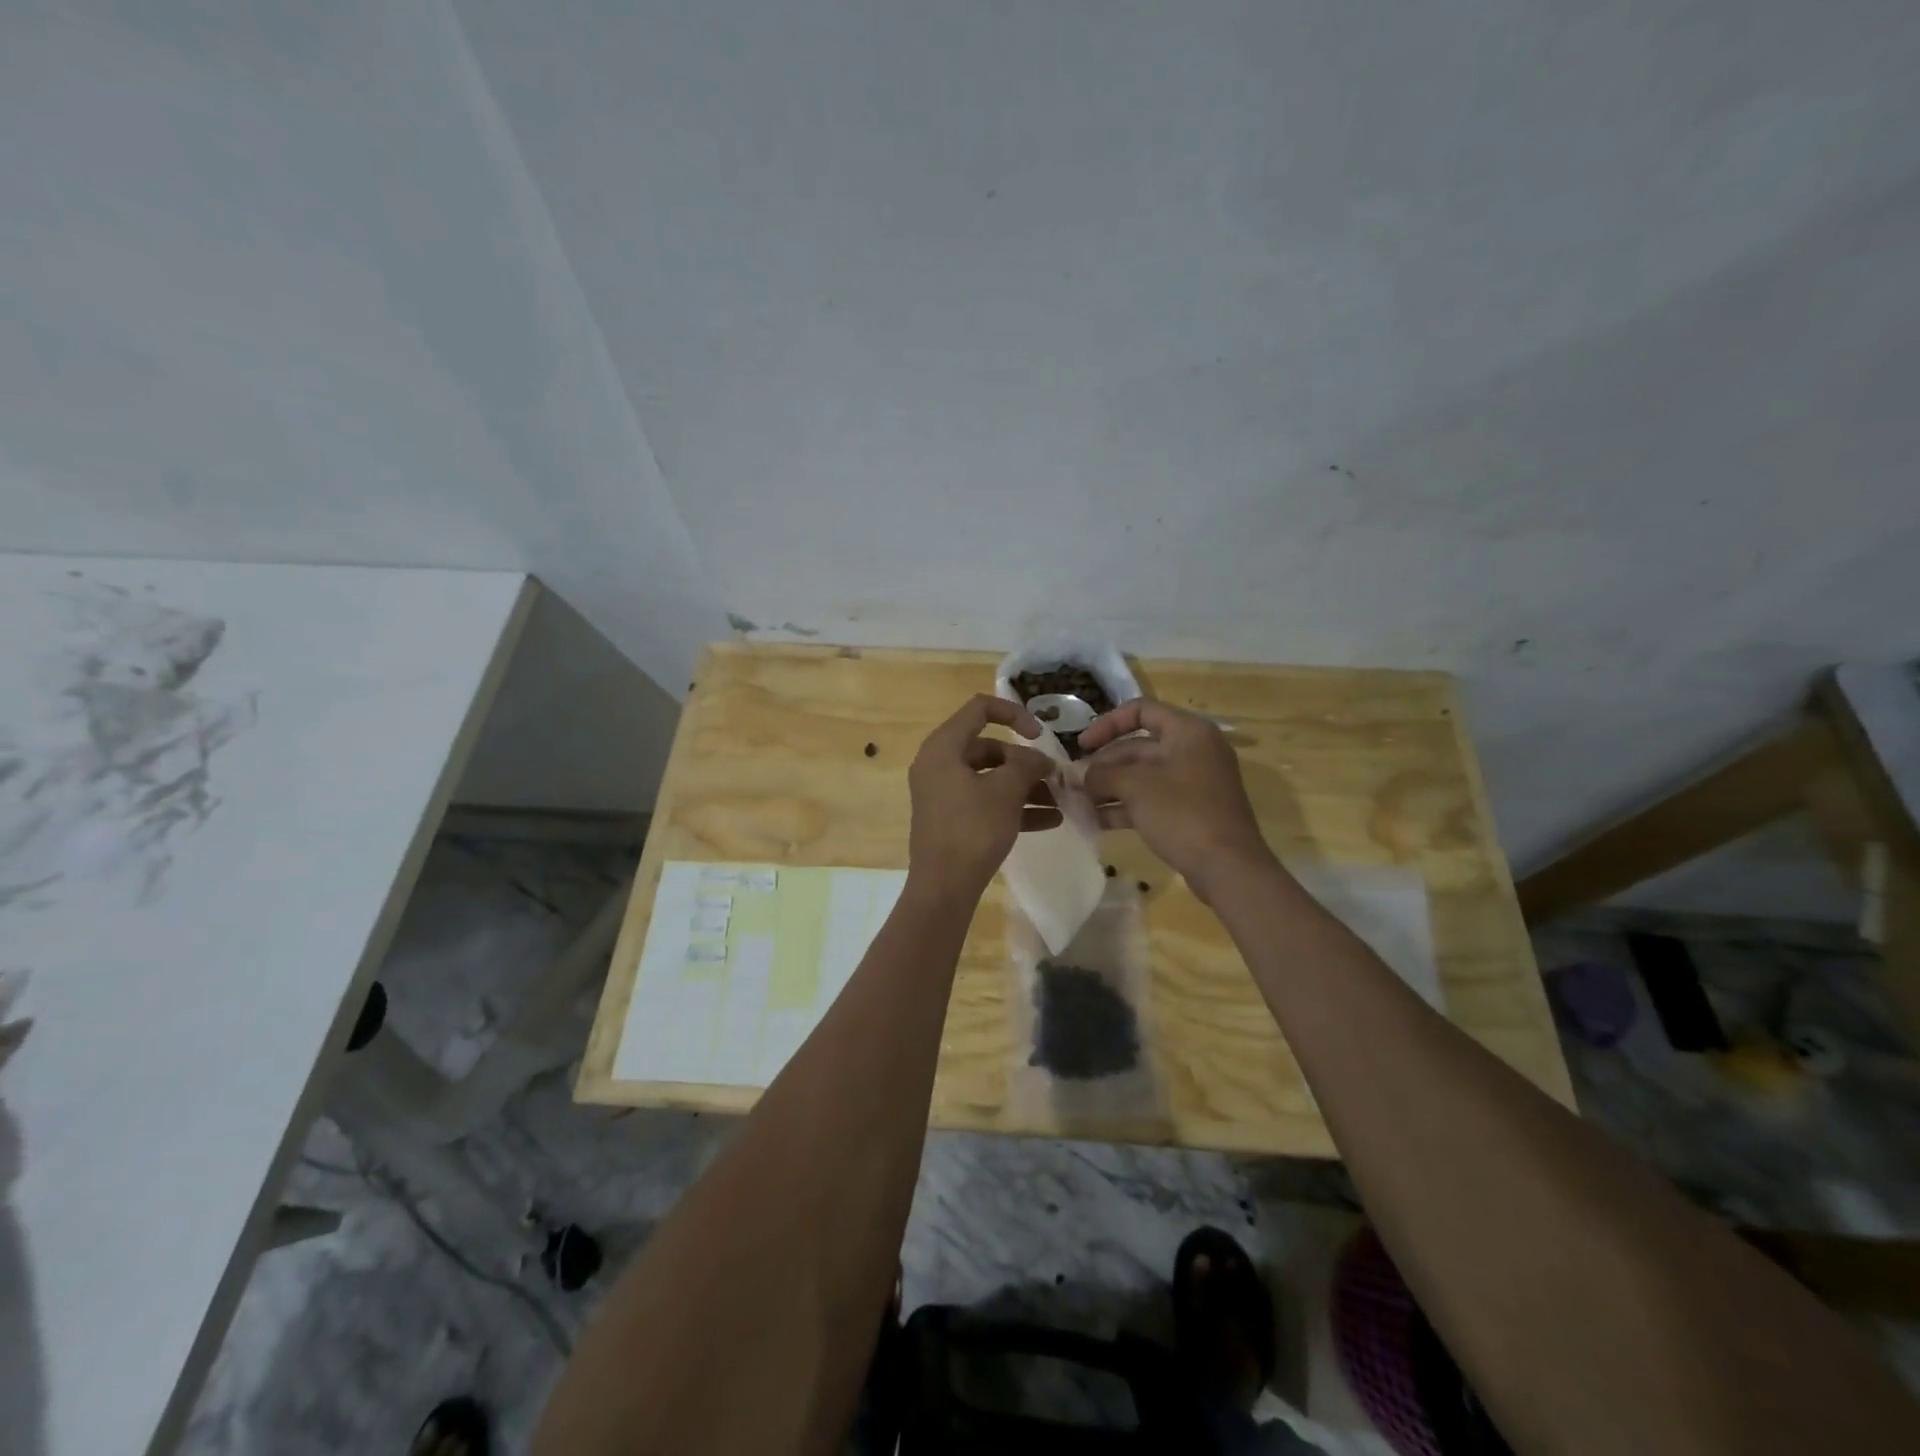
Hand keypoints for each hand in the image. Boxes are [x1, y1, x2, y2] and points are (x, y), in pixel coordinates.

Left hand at [907, 695, 1060, 898]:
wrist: (944, 887)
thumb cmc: (972, 829)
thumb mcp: (1006, 791)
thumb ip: (1027, 765)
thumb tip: (1040, 759)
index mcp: (944, 747)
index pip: (980, 709)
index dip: (1014, 714)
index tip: (1040, 736)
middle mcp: (939, 764)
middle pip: (989, 748)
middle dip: (1025, 762)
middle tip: (1054, 778)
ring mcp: (943, 793)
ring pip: (990, 778)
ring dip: (1025, 787)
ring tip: (1058, 802)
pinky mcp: (951, 819)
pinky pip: (985, 802)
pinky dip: (1013, 807)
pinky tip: (1049, 821)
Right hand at [1079, 698, 1275, 898]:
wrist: (1228, 867)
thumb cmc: (1181, 813)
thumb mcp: (1134, 787)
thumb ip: (1101, 774)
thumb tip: (1080, 776)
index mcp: (1188, 732)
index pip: (1141, 710)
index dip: (1106, 725)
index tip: (1082, 747)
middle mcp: (1194, 751)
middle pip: (1138, 747)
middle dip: (1104, 765)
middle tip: (1074, 783)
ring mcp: (1194, 783)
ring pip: (1143, 776)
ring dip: (1110, 787)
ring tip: (1079, 802)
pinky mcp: (1192, 811)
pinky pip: (1153, 799)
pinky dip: (1126, 806)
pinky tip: (1097, 821)